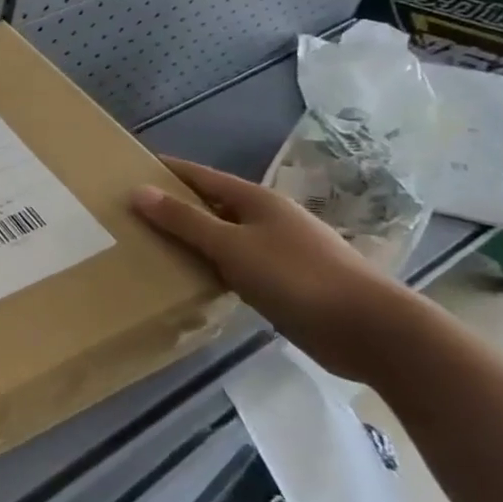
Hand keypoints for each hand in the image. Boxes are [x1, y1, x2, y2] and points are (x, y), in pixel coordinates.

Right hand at [132, 156, 415, 380]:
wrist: (372, 330)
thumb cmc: (297, 277)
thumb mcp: (231, 246)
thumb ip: (184, 220)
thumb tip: (138, 191)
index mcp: (256, 200)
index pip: (200, 176)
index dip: (167, 171)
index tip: (130, 170)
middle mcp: (268, 218)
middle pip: (212, 205)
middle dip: (175, 207)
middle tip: (132, 214)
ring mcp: (281, 250)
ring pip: (225, 237)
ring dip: (194, 240)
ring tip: (153, 247)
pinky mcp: (288, 282)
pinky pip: (239, 265)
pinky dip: (215, 267)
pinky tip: (196, 279)